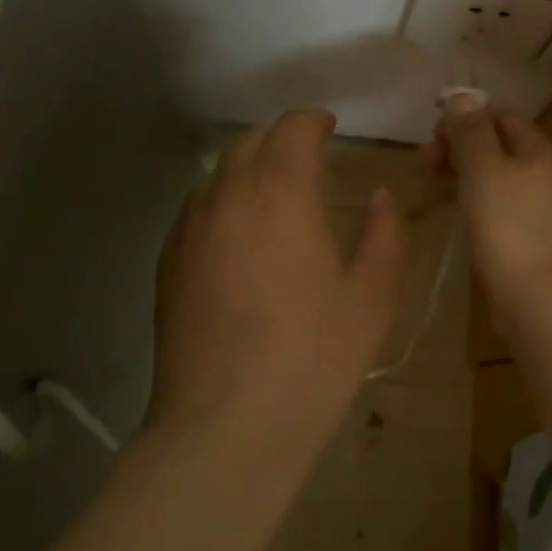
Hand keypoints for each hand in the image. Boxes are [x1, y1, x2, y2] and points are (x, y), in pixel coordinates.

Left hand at [148, 110, 403, 445]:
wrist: (225, 429)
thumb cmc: (312, 359)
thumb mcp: (373, 297)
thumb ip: (383, 234)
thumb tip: (378, 197)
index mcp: (282, 193)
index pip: (292, 129)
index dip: (313, 120)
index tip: (331, 128)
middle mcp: (229, 196)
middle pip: (250, 141)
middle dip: (281, 138)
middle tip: (309, 157)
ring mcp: (190, 228)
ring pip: (220, 170)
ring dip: (250, 166)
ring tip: (275, 192)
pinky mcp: (168, 261)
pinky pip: (198, 205)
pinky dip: (224, 198)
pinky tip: (240, 232)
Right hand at [428, 95, 551, 304]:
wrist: (538, 298)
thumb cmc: (508, 225)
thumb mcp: (483, 168)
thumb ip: (471, 131)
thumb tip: (462, 97)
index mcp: (538, 149)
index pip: (501, 115)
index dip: (466, 117)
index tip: (433, 134)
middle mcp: (544, 172)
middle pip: (498, 144)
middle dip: (460, 145)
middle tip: (425, 160)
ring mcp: (539, 206)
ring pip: (496, 175)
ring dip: (463, 171)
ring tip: (433, 181)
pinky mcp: (529, 236)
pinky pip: (498, 203)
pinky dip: (474, 198)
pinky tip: (457, 211)